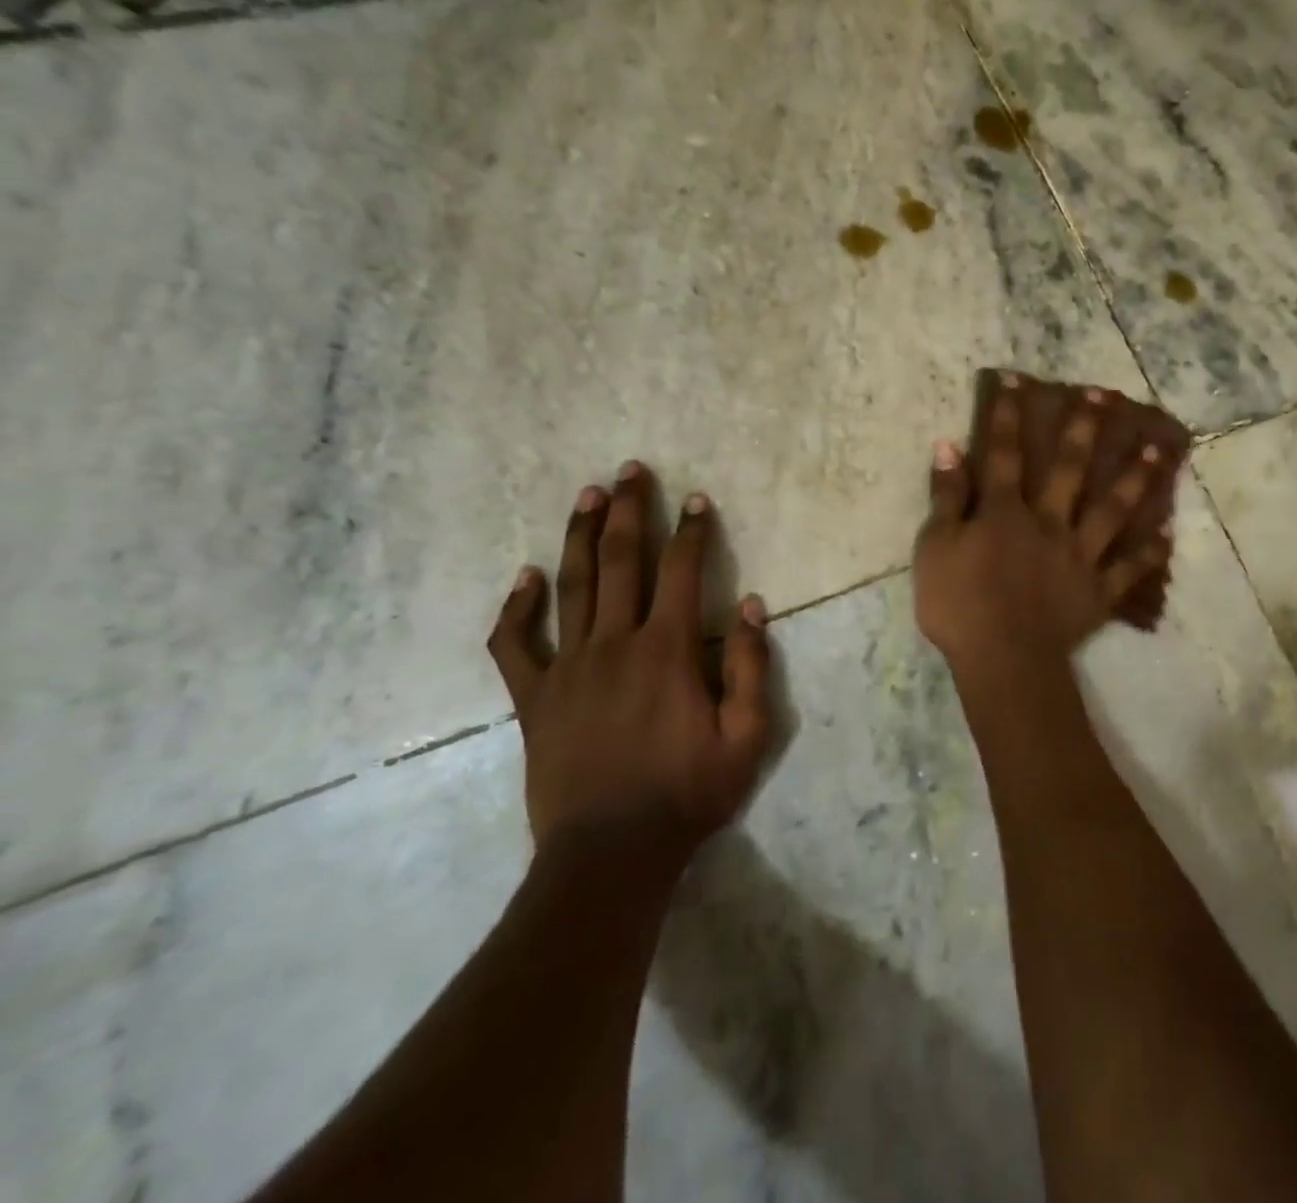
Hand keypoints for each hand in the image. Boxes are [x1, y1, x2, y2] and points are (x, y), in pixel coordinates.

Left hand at [487, 460, 772, 860]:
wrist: (611, 855)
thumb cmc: (688, 794)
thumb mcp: (747, 736)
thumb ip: (751, 666)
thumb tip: (752, 605)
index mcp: (668, 649)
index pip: (683, 571)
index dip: (692, 531)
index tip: (697, 499)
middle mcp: (615, 643)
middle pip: (621, 561)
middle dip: (630, 511)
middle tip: (631, 470)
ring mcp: (568, 668)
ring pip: (572, 586)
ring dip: (581, 536)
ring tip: (588, 495)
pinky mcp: (535, 698)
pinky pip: (515, 645)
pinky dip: (517, 608)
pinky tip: (526, 578)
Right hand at [914, 375, 1170, 673]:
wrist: (1003, 660)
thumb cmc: (959, 605)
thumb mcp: (934, 548)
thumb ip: (946, 496)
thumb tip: (949, 446)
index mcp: (1006, 511)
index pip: (1005, 452)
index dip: (1010, 415)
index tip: (1021, 380)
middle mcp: (1049, 522)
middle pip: (1070, 468)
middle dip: (1085, 428)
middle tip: (1106, 396)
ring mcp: (1079, 555)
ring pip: (1112, 508)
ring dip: (1135, 477)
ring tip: (1157, 448)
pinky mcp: (1098, 590)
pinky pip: (1129, 568)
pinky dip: (1149, 553)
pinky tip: (1167, 534)